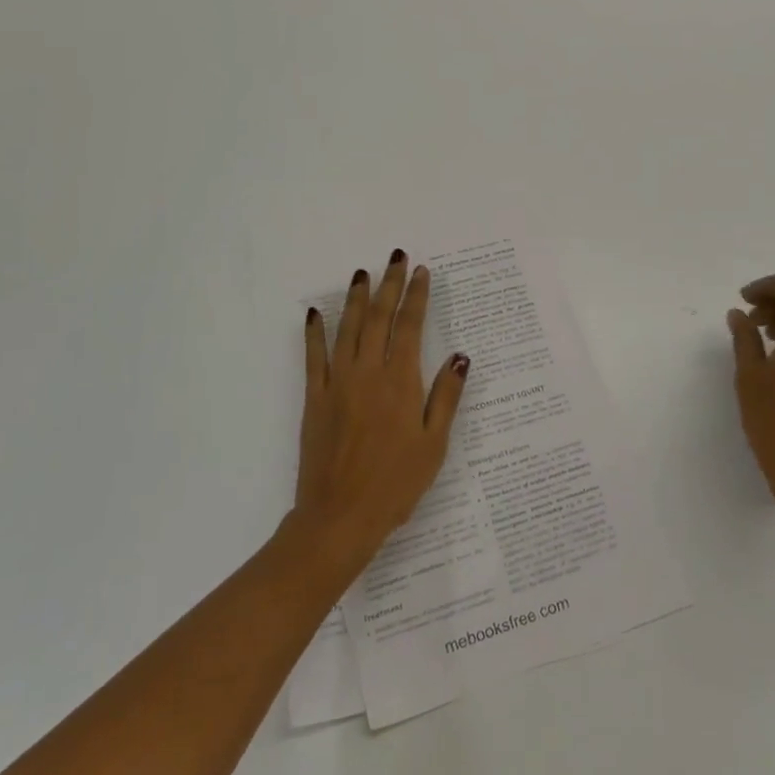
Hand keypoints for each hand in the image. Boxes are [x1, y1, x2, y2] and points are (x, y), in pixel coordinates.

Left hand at [292, 251, 469, 568]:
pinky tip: (315, 313)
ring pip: (348, 329)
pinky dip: (315, 332)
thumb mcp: (434, 444)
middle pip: (379, 318)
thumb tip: (460, 356)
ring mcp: (338, 383)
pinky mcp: (315, 398)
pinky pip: (314, 357)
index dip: (416, 297)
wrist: (340, 517)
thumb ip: (446, 397)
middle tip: (395, 257)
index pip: (410, 327)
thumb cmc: (396, 484)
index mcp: (401, 383)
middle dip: (389, 285)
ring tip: (362, 273)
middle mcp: (369, 373)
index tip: (421, 272)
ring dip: (355, 298)